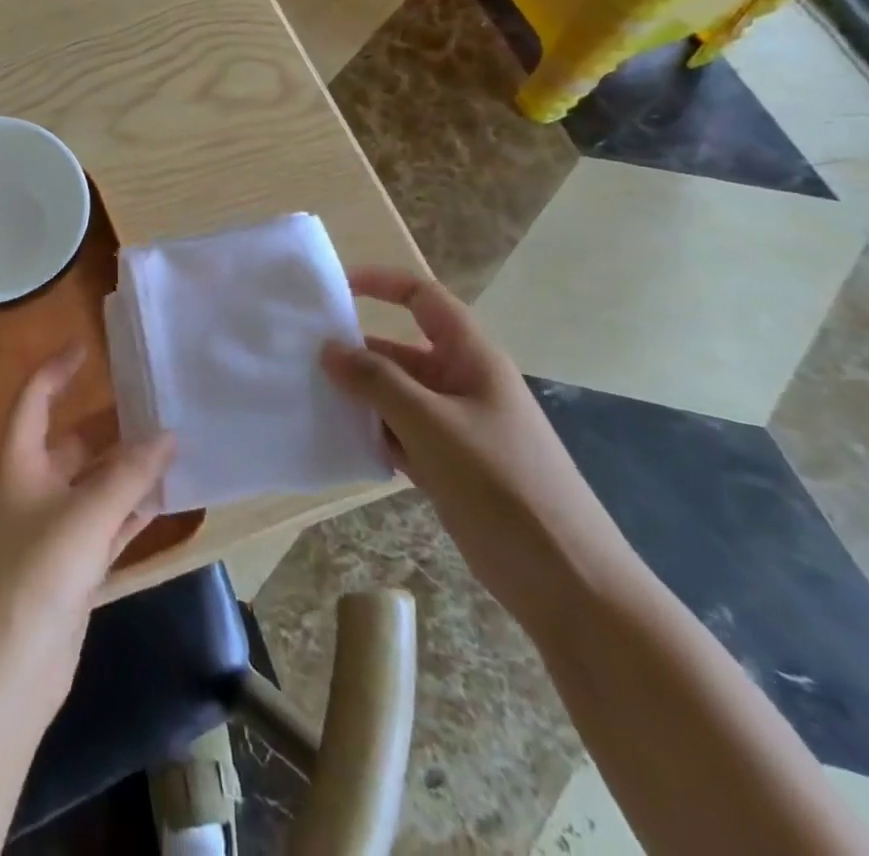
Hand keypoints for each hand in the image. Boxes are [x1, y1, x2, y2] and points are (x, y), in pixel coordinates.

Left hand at [0, 344, 174, 719]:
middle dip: (112, 426)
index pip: (34, 399)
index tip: (87, 347)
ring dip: (128, 470)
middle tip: (156, 405)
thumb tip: (169, 436)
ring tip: (173, 447)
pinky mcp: (71, 566)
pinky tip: (166, 498)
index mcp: (20, 462)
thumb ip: (129, 476)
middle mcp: (33, 487)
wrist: (7, 673)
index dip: (57, 370)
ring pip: (94, 484)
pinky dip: (131, 509)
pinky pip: (106, 523)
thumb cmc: (35, 576)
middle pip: (73, 442)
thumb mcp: (85, 517)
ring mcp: (52, 529)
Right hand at [323, 266, 634, 633]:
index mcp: (471, 358)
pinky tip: (337, 439)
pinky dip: (372, 432)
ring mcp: (455, 427)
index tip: (335, 288)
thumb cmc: (502, 486)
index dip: (382, 284)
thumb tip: (328, 348)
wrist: (567, 583)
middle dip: (356, 350)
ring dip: (358, 395)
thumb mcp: (432, 425)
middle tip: (300, 354)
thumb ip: (377, 382)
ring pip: (395, 395)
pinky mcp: (448, 466)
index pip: (423, 300)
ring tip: (307, 394)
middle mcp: (462, 384)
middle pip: (401, 351)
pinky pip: (399, 433)